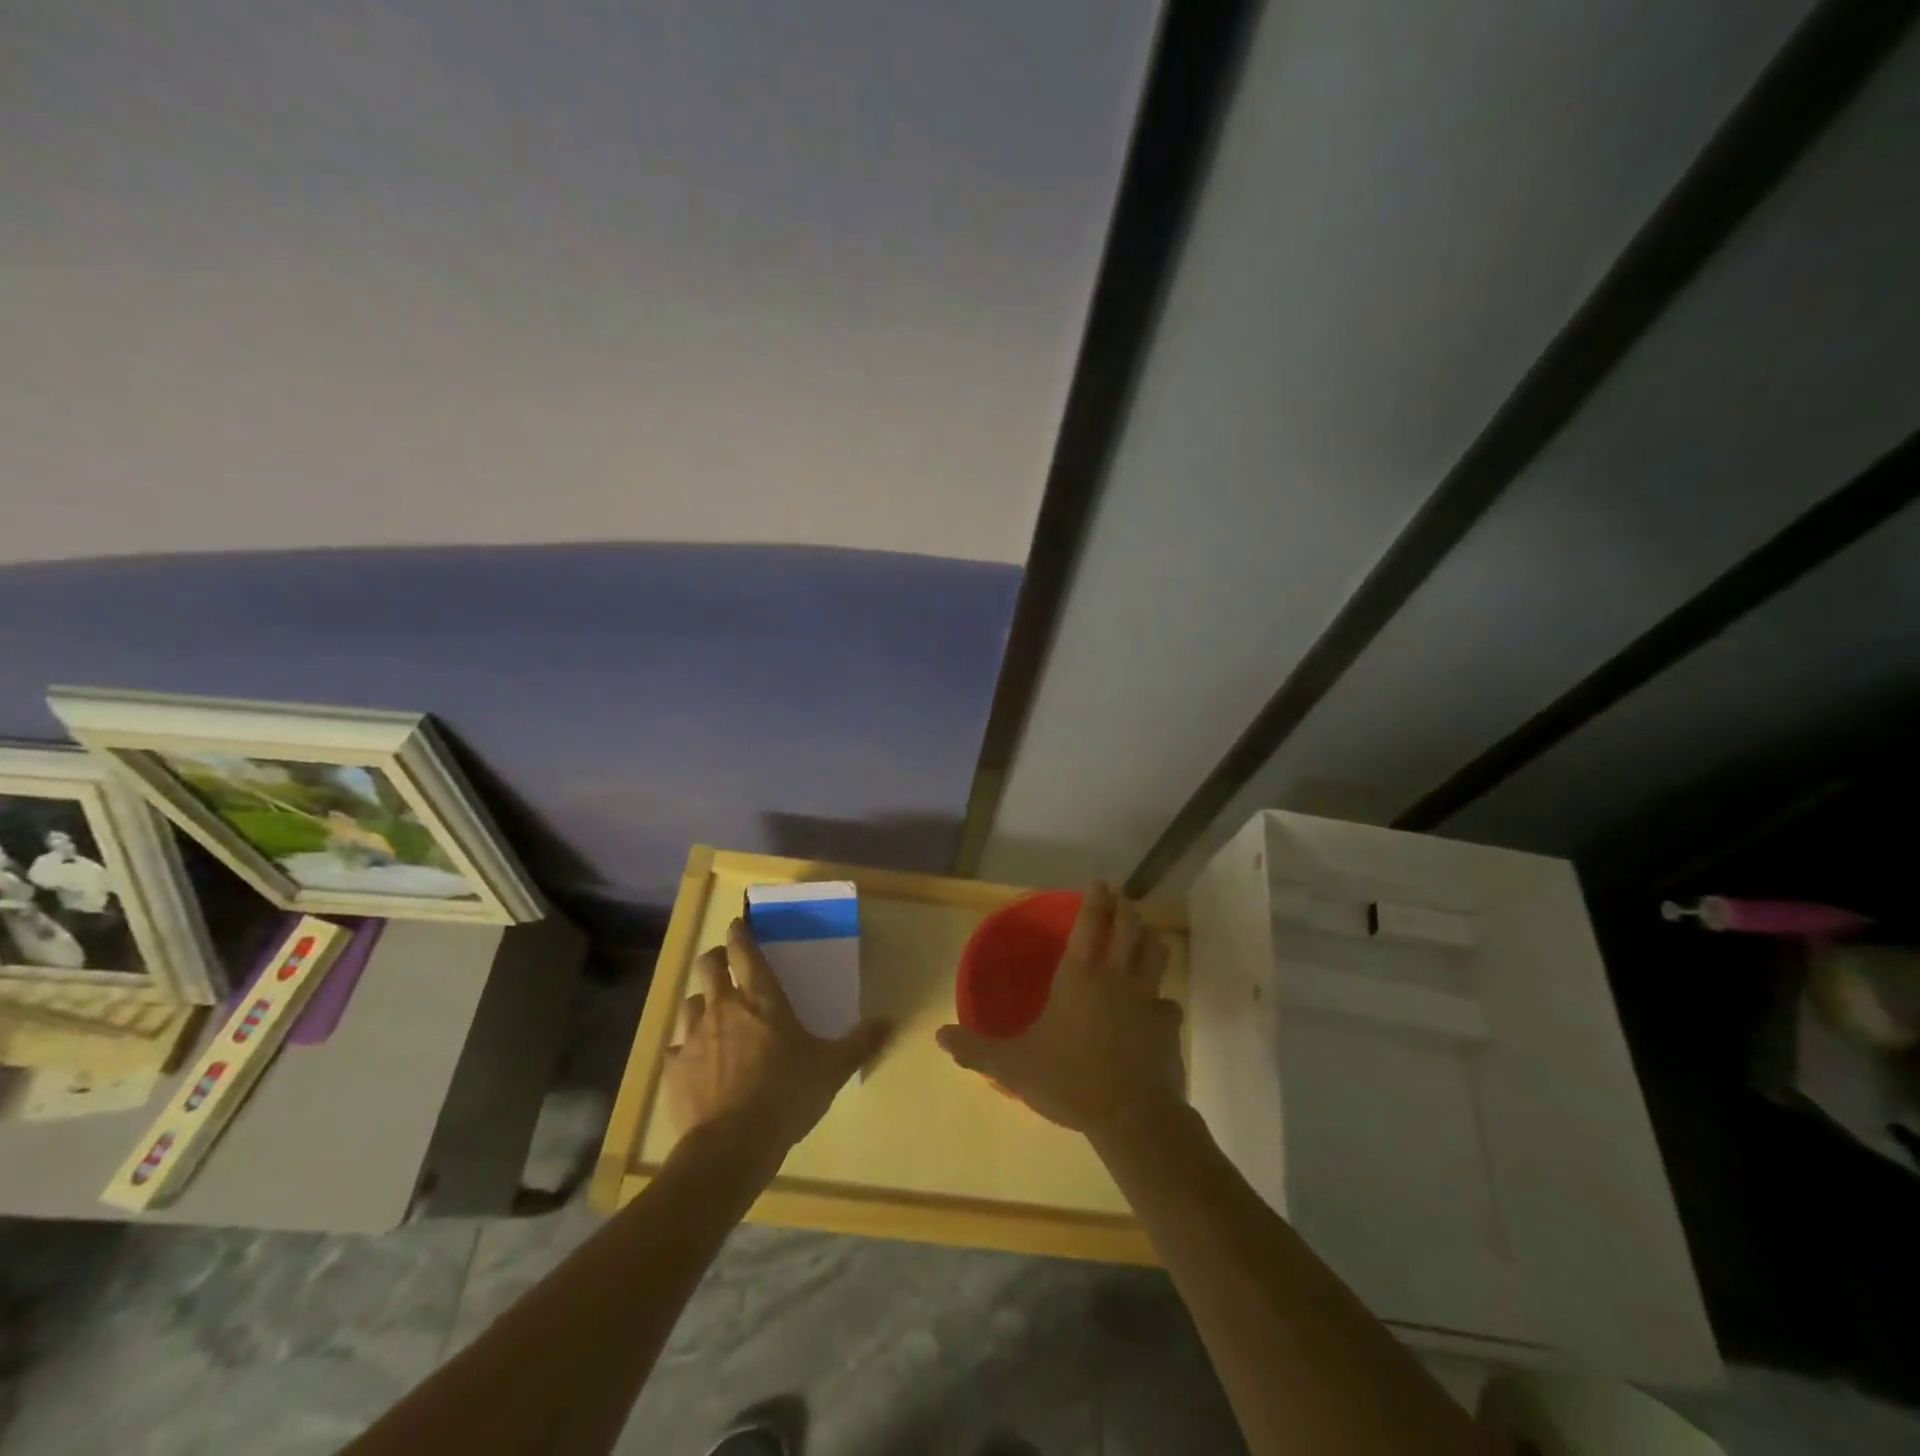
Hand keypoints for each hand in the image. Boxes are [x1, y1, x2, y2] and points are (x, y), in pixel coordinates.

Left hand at [664, 918, 890, 1166]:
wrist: (731, 1145)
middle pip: (708, 966)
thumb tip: (889, 1021)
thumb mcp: (833, 1068)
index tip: (738, 926)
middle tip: (724, 964)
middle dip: (715, 958)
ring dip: (700, 1001)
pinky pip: (675, 1048)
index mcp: (762, 999)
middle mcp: (723, 1008)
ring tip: (710, 1013)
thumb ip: (860, 1042)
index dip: (740, 934)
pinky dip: (685, 1049)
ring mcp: (692, 1037)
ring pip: (689, 1002)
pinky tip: (694, 1062)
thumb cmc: (787, 1095)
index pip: (745, 952)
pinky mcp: (673, 1069)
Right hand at [935, 883, 1184, 1140]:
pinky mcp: (1167, 1026)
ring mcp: (1147, 1000)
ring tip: (1145, 934)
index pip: (1090, 924)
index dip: (1095, 900)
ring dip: (1150, 939)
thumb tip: (939, 1035)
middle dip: (1126, 908)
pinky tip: (1159, 1007)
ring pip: (1156, 955)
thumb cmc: (1069, 1079)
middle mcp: (1116, 977)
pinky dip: (1163, 1000)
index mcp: (1079, 976)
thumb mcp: (1012, 1065)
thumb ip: (975, 1049)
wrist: (1131, 1116)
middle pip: (1129, 928)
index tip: (1100, 882)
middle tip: (1122, 898)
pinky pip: (1168, 1004)